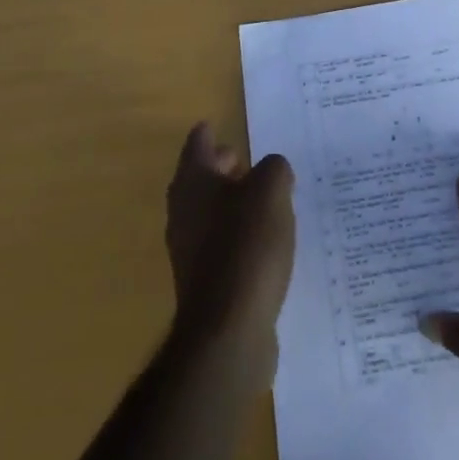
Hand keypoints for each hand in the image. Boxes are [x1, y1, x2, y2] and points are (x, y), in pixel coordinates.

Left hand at [164, 123, 295, 379]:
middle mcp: (183, 212)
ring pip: (210, 214)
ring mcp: (189, 252)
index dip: (210, 133)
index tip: (219, 126)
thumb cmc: (247, 245)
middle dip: (223, 169)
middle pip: (201, 179)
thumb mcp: (271, 190)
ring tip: (265, 204)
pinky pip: (221, 248)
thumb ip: (275, 169)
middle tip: (249, 163)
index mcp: (193, 182)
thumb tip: (273, 171)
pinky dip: (238, 239)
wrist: (228, 332)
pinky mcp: (203, 285)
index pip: (198, 143)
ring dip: (233, 206)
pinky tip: (264, 246)